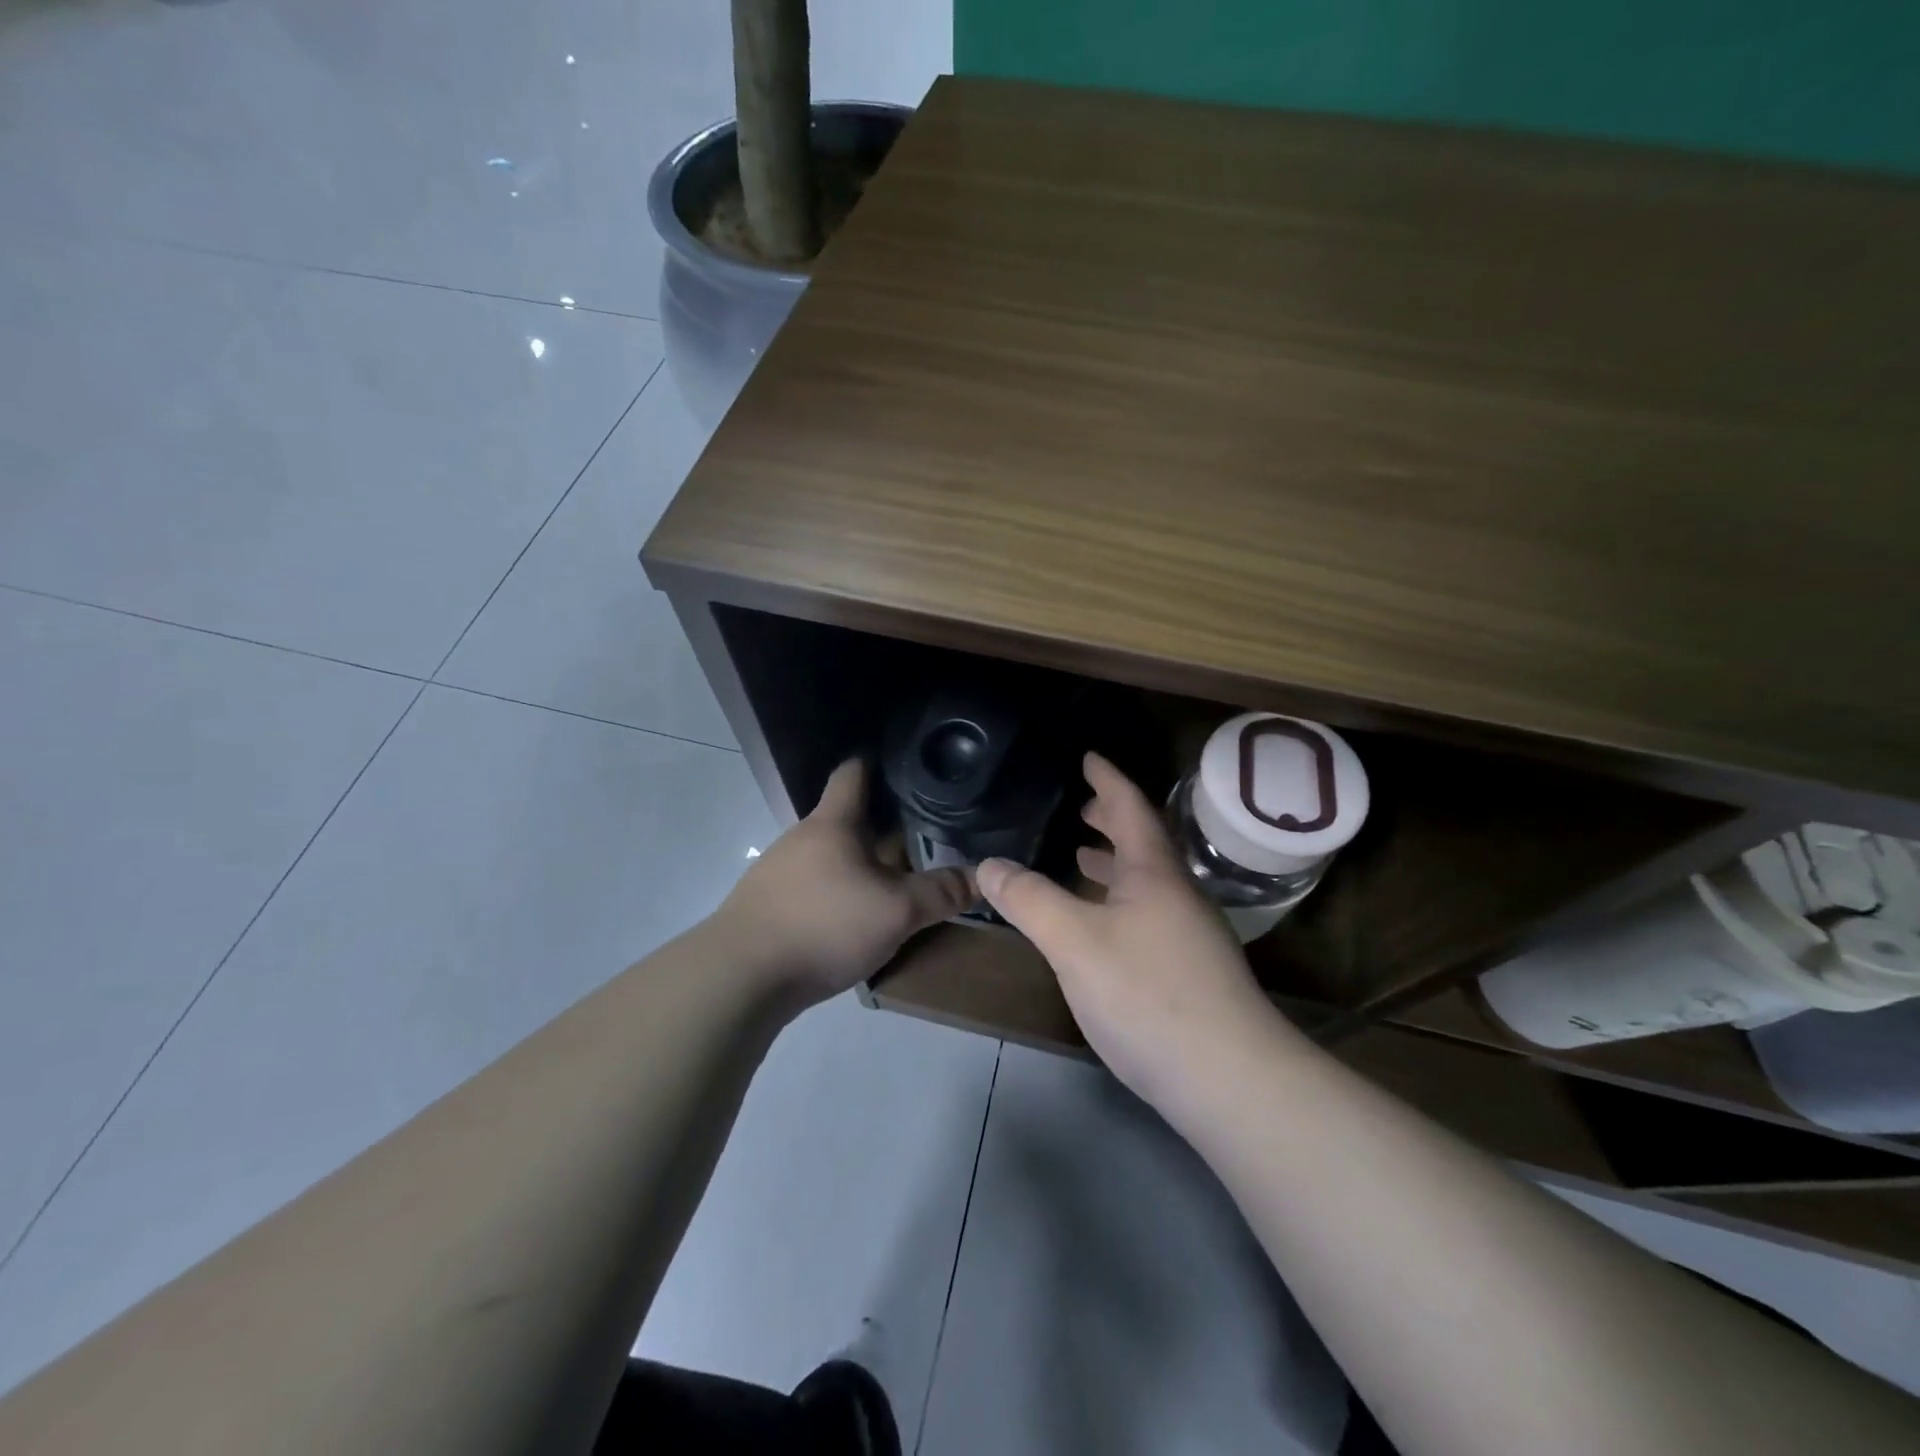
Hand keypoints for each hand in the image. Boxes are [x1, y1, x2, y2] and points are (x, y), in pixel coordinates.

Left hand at [717, 759, 974, 1004]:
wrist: (740, 977)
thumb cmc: (824, 925)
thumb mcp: (896, 912)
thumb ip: (940, 893)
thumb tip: (983, 877)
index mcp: (832, 823)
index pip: (853, 773)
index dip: (876, 764)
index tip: (904, 767)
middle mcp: (801, 837)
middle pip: (843, 819)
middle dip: (878, 826)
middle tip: (918, 837)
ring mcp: (776, 871)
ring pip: (827, 856)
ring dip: (856, 864)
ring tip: (889, 881)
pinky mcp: (765, 905)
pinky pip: (810, 886)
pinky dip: (834, 893)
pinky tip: (849, 918)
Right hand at [976, 753, 1286, 1107]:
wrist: (1229, 1078)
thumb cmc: (1147, 993)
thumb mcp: (1073, 941)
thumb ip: (1029, 899)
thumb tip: (989, 864)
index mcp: (1154, 872)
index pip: (1131, 807)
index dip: (1108, 779)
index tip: (1089, 757)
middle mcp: (1178, 894)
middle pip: (1144, 843)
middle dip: (1112, 820)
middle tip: (1081, 809)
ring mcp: (1191, 935)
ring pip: (1147, 882)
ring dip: (1116, 864)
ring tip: (1083, 858)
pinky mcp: (1192, 973)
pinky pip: (1149, 914)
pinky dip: (1120, 902)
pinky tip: (1104, 928)